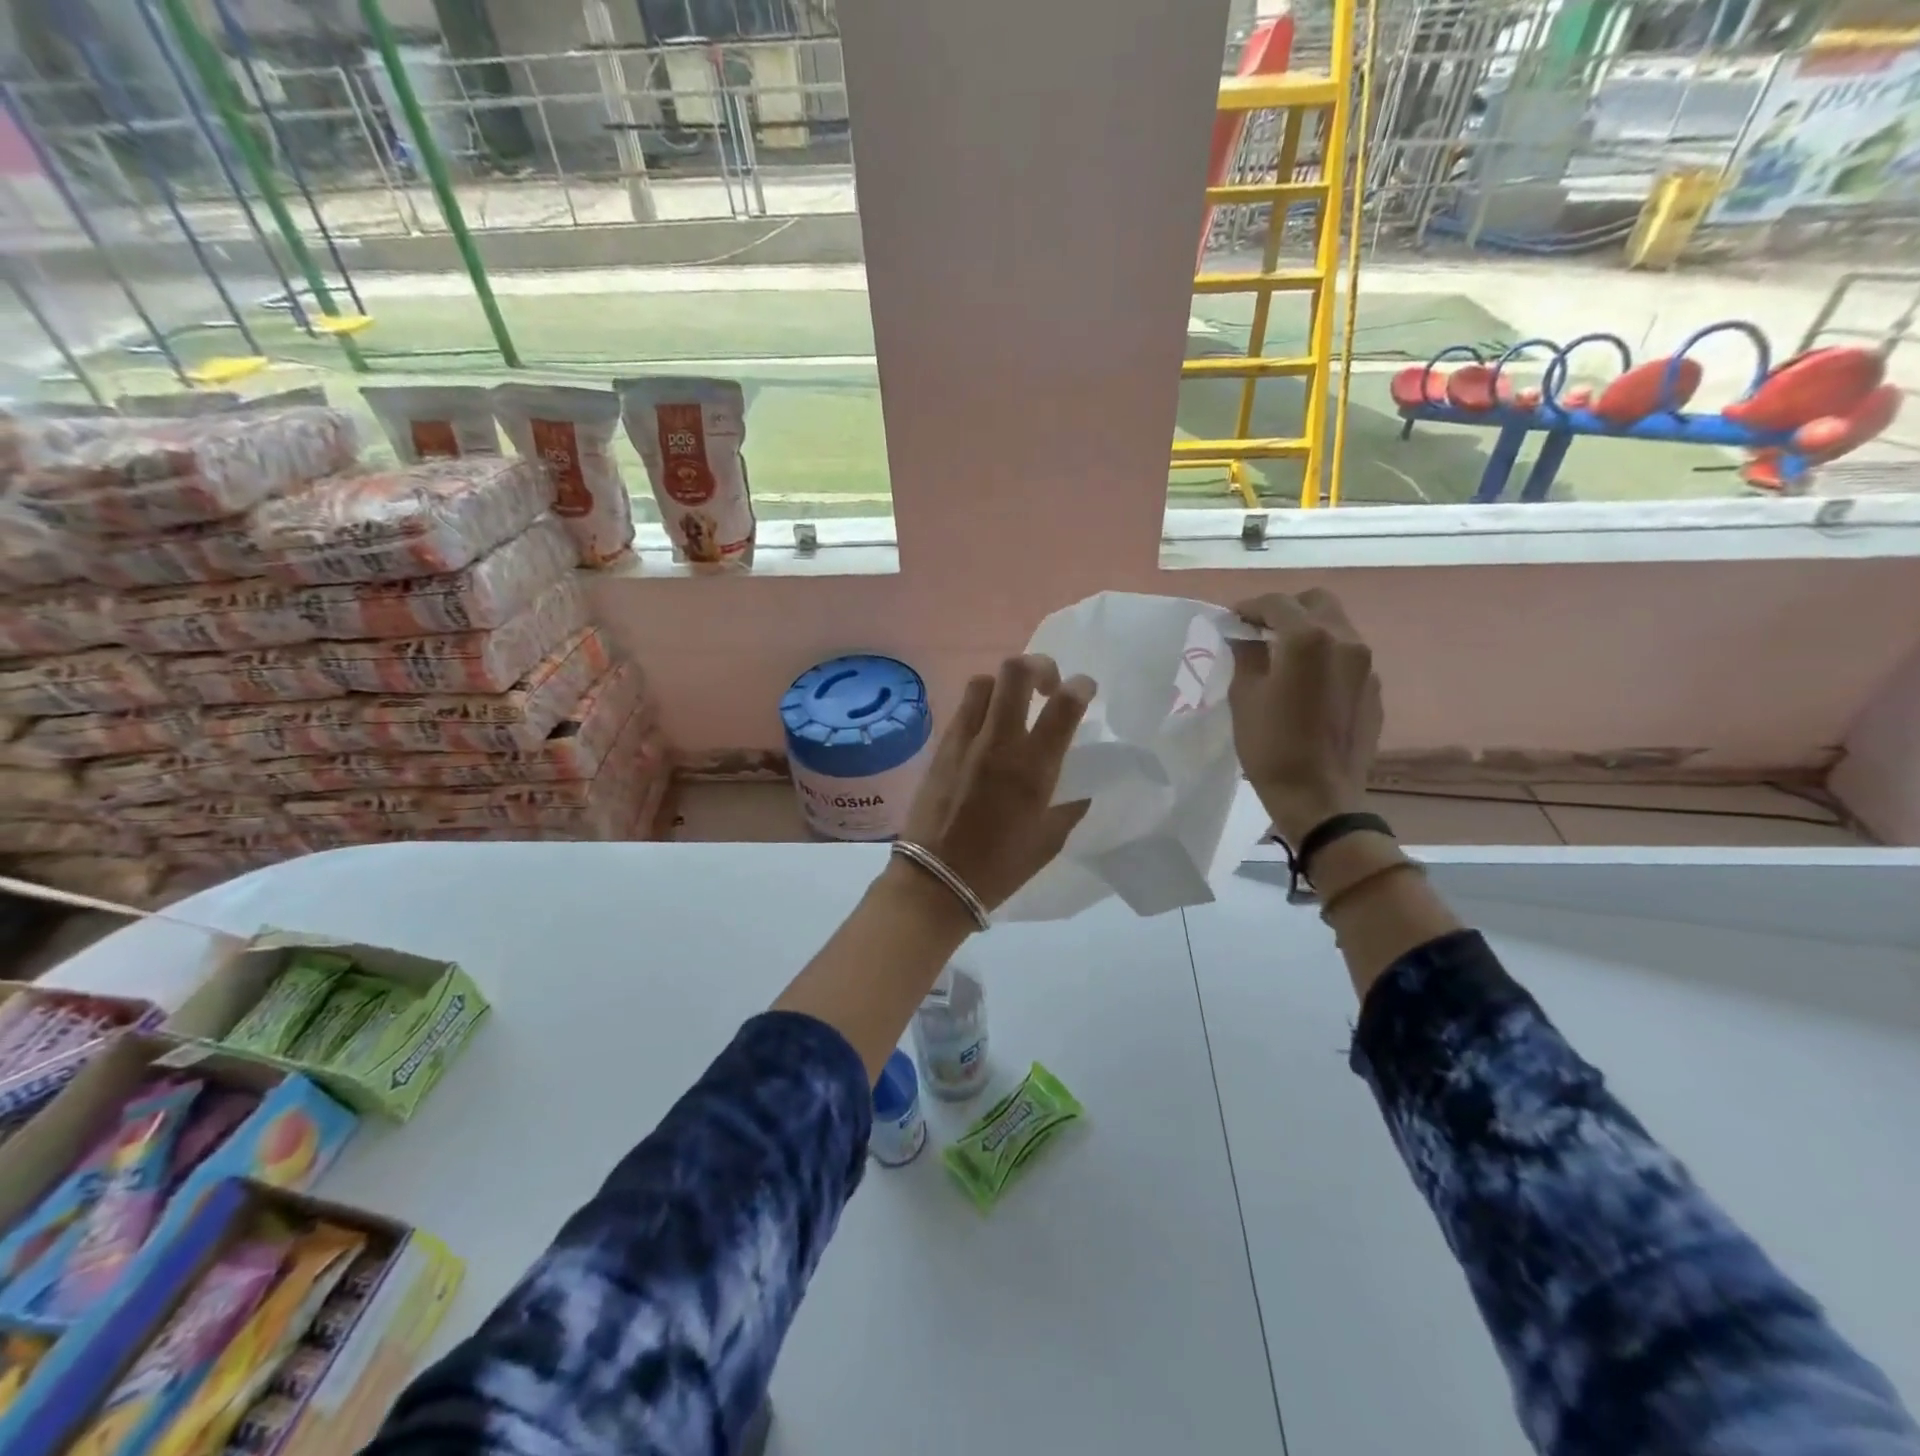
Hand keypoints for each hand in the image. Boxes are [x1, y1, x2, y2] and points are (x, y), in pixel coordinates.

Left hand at [899, 654, 1096, 911]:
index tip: (1085, 689)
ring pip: (984, 681)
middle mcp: (998, 742)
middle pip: (1015, 671)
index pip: (1064, 704)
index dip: (1081, 685)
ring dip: (1005, 685)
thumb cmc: (1000, 866)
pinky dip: (982, 707)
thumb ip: (1070, 803)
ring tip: (1014, 707)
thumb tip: (1081, 783)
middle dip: (1040, 666)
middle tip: (1048, 687)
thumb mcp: (1050, 839)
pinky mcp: (940, 747)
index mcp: (1033, 767)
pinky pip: (963, 709)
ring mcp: (964, 740)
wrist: (936, 880)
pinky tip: (987, 733)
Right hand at [1227, 589, 1382, 846]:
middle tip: (1260, 630)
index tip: (1231, 620)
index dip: (1249, 607)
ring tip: (1282, 655)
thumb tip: (1243, 636)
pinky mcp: (1373, 688)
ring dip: (1308, 630)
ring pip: (1336, 626)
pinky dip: (1325, 655)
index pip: (1277, 603)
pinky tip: (1306, 683)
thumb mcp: (1244, 697)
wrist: (1319, 796)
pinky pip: (1347, 656)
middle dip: (1286, 609)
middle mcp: (1345, 641)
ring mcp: (1365, 665)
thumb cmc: (1271, 746)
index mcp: (1308, 639)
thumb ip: (1245, 655)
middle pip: (1316, 602)